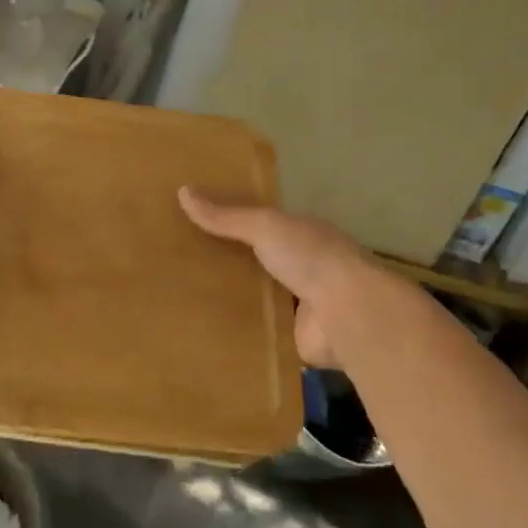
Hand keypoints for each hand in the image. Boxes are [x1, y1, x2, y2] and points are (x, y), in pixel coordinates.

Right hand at [178, 188, 394, 368]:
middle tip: (182, 261)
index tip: (197, 223)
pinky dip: (239, 331)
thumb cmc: (309, 257)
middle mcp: (302, 265)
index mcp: (300, 233)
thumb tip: (183, 191)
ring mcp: (299, 303)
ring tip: (185, 296)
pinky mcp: (292, 337)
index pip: (262, 223)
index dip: (233, 221)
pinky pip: (259, 331)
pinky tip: (206, 330)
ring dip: (233, 297)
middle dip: (229, 261)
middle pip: (258, 260)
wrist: (346, 313)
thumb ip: (226, 216)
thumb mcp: (264, 226)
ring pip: (258, 296)